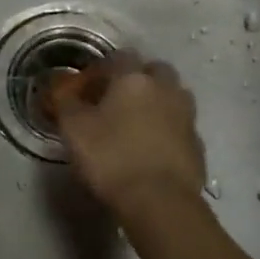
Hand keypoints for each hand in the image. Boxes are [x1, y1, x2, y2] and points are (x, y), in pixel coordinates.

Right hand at [49, 51, 206, 229]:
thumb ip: (66, 103)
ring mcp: (186, 116)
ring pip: (172, 95)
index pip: (119, 56)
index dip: (102, 68)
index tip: (88, 87)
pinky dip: (168, 130)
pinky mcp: (198, 144)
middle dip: (136, 79)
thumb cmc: (111, 158)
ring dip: (156, 102)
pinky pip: (180, 126)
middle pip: (154, 70)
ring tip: (136, 124)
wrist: (160, 202)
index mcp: (133, 79)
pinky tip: (152, 149)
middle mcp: (165, 89)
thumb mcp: (74, 129)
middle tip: (116, 100)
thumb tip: (61, 89)